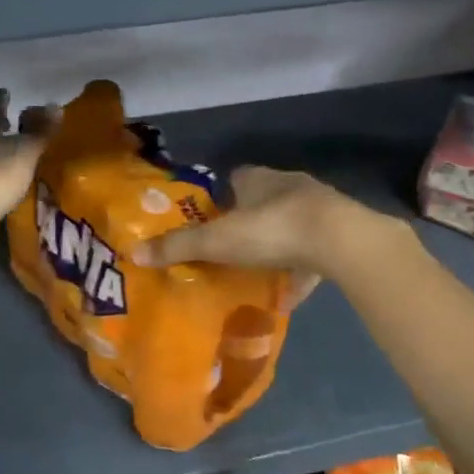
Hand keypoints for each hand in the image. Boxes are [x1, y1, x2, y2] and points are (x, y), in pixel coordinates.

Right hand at [131, 166, 395, 296]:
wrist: (339, 240)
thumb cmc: (271, 230)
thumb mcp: (217, 241)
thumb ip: (178, 247)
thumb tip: (134, 252)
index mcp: (258, 179)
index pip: (235, 178)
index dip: (221, 197)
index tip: (210, 220)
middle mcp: (289, 186)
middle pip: (263, 200)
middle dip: (248, 222)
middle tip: (230, 249)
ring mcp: (318, 208)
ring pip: (291, 224)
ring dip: (277, 245)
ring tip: (258, 272)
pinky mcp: (339, 233)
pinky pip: (314, 253)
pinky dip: (302, 271)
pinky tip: (290, 294)